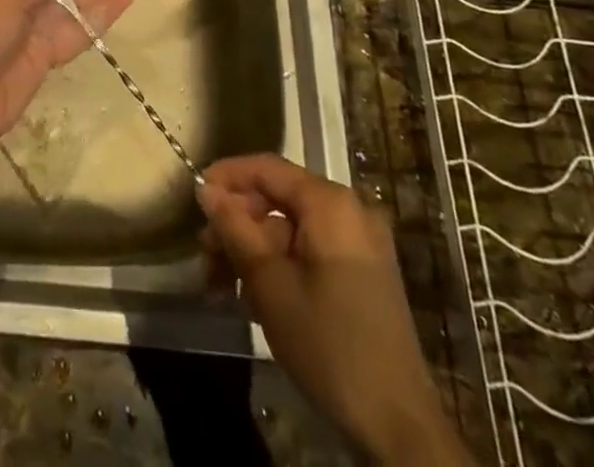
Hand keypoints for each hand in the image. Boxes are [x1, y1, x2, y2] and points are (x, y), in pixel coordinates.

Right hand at [198, 155, 466, 464]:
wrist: (399, 426)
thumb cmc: (329, 344)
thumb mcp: (269, 284)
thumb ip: (235, 228)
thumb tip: (207, 189)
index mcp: (330, 203)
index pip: (267, 168)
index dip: (227, 177)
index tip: (194, 198)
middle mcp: (349, 210)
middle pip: (278, 199)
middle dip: (237, 224)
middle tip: (204, 255)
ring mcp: (360, 243)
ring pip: (290, 228)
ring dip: (253, 251)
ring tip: (219, 284)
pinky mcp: (364, 273)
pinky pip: (310, 250)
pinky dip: (279, 265)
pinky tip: (252, 296)